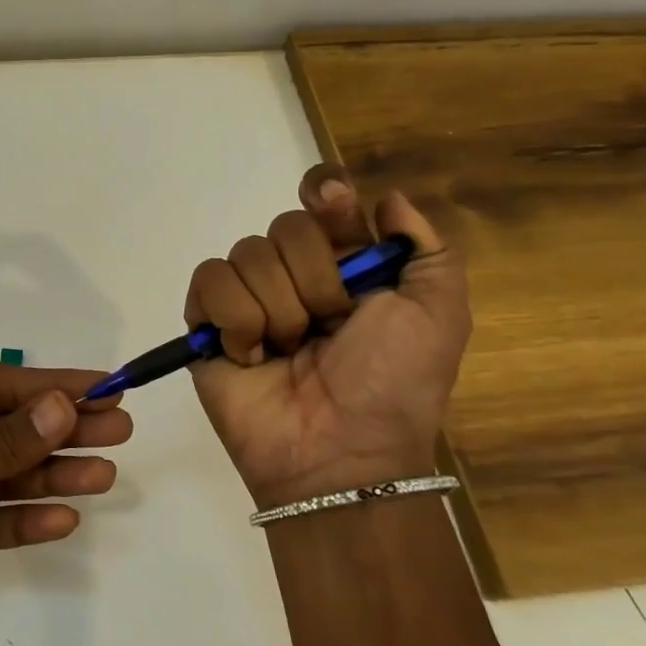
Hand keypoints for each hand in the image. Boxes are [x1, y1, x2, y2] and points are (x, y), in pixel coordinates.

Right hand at [184, 165, 469, 507]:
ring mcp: (248, 297)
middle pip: (285, 226)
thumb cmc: (394, 384)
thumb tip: (384, 199)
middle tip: (328, 327)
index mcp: (346, 265)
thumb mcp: (438, 315)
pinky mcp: (207, 322)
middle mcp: (294, 274)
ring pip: (246, 254)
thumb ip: (426, 248)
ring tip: (288, 352)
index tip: (332, 203)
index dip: (325, 193)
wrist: (339, 452)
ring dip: (278, 309)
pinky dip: (235, 320)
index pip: (323, 199)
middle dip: (314, 280)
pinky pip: (209, 282)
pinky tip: (251, 355)